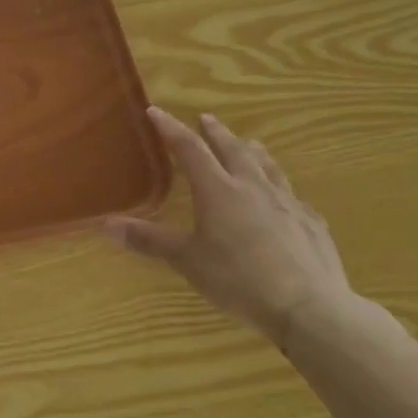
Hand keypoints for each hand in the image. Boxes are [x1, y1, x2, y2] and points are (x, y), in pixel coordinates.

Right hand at [108, 107, 357, 349]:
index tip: (156, 111)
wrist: (309, 306)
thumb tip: (106, 224)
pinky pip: (292, 195)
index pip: (189, 149)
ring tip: (249, 142)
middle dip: (216, 132)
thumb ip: (149, 240)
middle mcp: (252, 187)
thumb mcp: (187, 261)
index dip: (170, 128)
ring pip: (267, 166)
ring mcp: (287, 203)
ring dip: (253, 151)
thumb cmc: (239, 279)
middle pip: (232, 149)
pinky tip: (284, 195)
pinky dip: (281, 187)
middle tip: (206, 118)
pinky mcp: (311, 222)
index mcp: (218, 190)